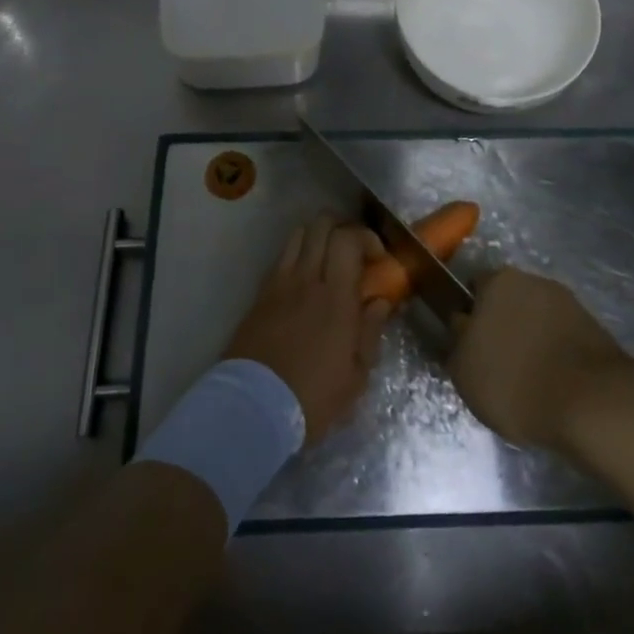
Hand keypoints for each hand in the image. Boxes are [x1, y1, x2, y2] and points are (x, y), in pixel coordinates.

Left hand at [224, 214, 392, 444]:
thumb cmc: (312, 397)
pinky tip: (305, 278)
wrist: (253, 407)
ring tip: (329, 259)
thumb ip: (370, 332)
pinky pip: (281, 258)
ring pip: (298, 235)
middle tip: (355, 250)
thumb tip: (380, 302)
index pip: (348, 239)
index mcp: (336, 297)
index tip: (377, 258)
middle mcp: (307, 279)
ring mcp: (279, 284)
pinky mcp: (260, 295)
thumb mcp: (356, 376)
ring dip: (318, 236)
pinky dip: (297, 255)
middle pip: (321, 225)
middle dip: (343, 227)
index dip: (366, 237)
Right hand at [449, 267, 633, 450]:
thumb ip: (457, 341)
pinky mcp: (593, 327)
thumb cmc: (515, 382)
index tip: (469, 346)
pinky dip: (555, 352)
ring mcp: (567, 302)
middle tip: (497, 363)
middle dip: (501, 325)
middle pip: (507, 301)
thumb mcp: (463, 370)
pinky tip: (553, 382)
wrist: (592, 403)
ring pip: (536, 318)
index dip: (469, 317)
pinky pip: (561, 336)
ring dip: (530, 338)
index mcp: (497, 281)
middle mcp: (533, 280)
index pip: (473, 290)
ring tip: (528, 378)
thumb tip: (462, 325)